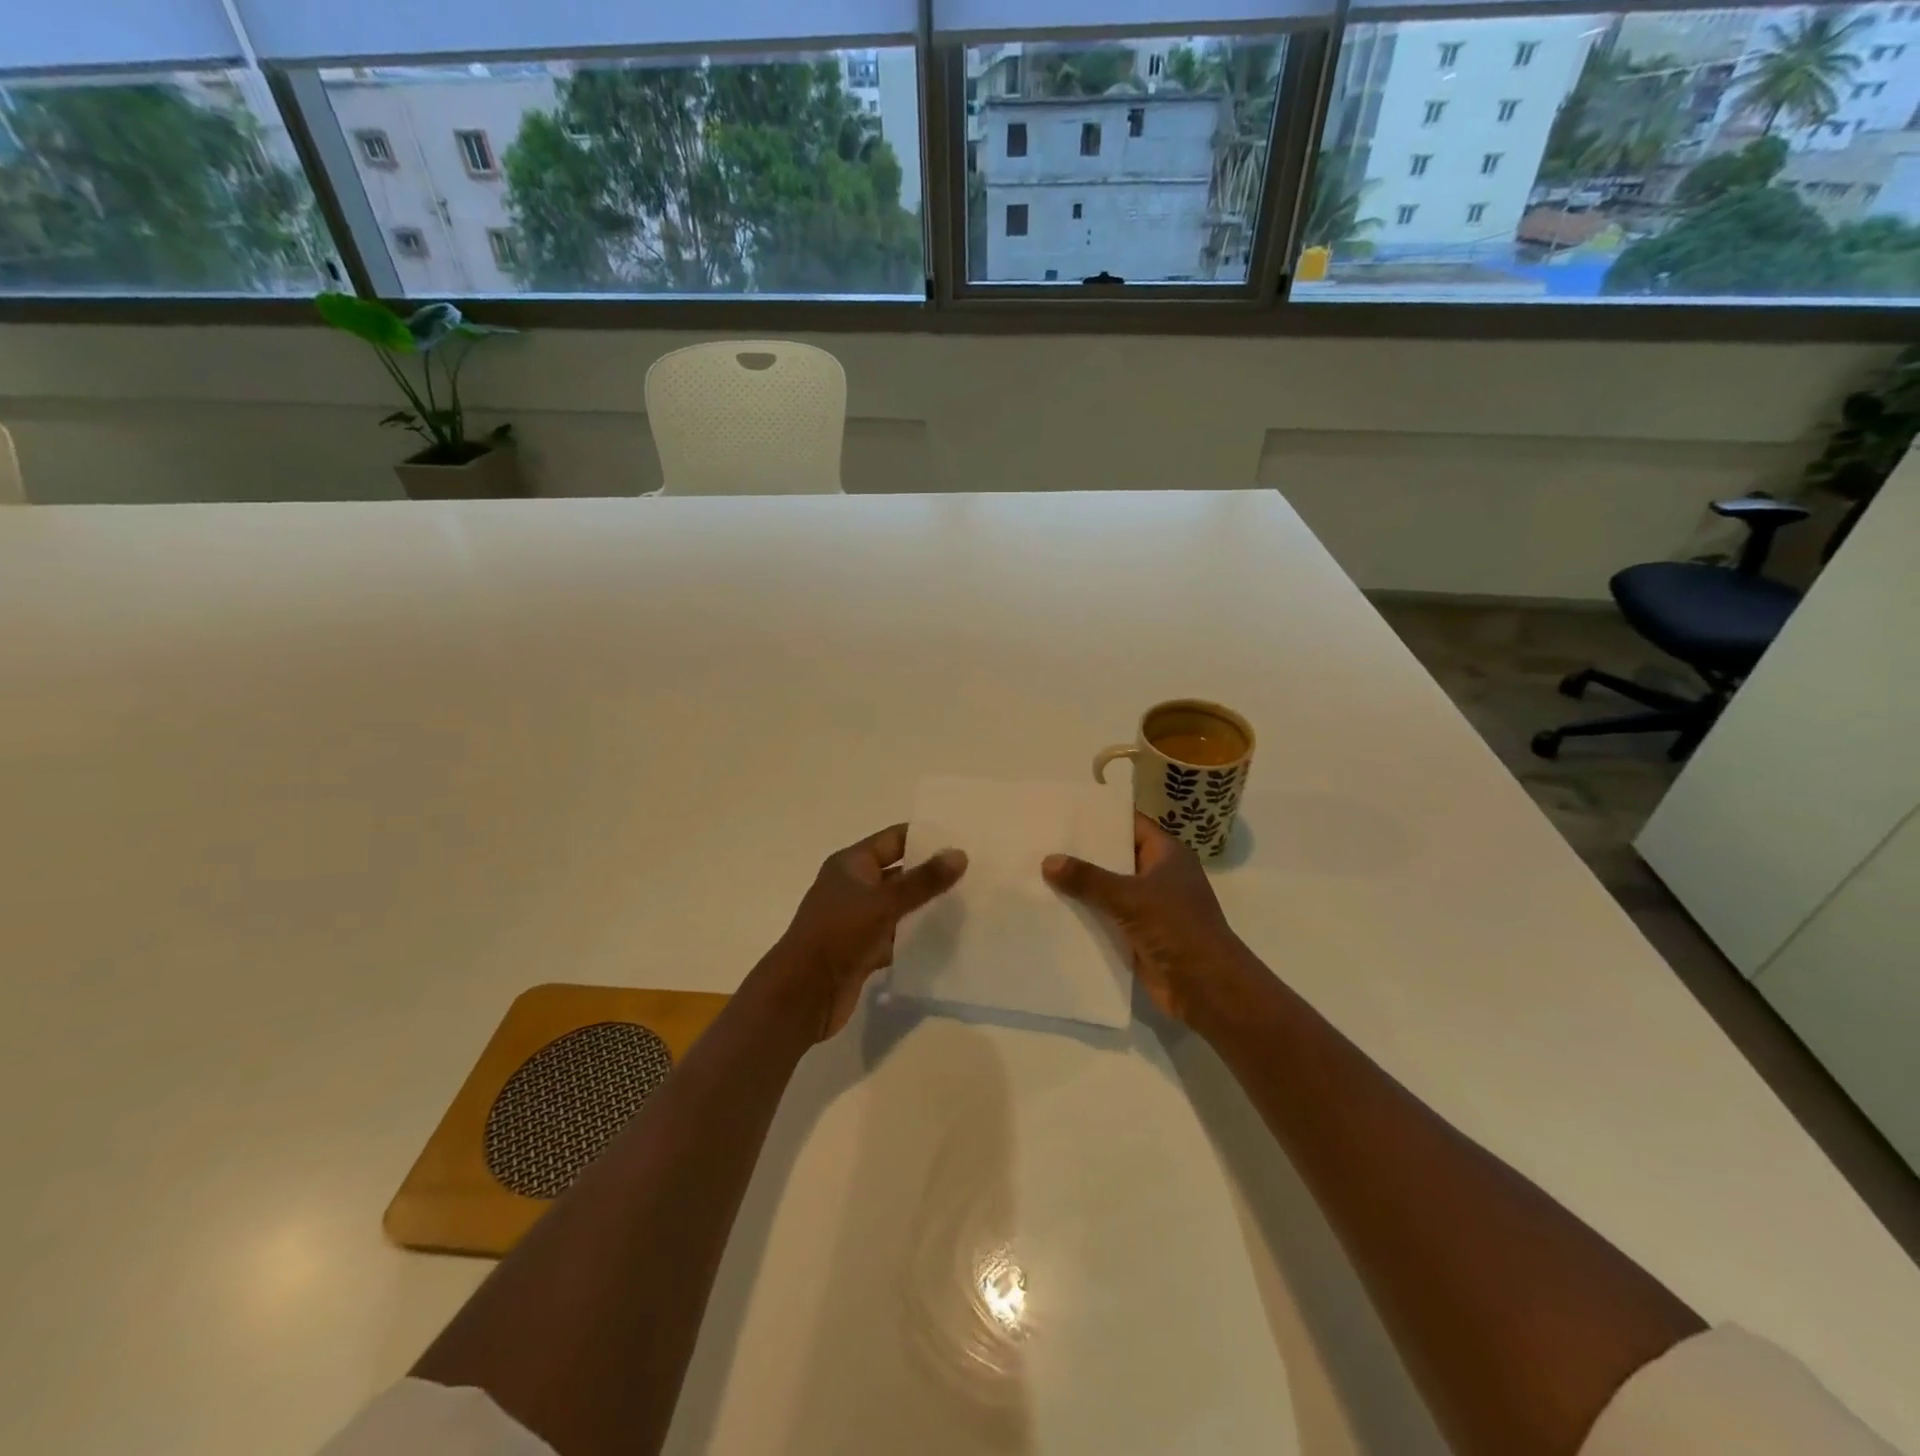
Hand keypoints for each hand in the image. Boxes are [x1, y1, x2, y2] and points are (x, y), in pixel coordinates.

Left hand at [774, 824, 967, 1040]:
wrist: (803, 994)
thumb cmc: (839, 934)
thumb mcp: (884, 902)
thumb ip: (923, 880)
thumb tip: (959, 854)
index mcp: (851, 864)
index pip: (894, 839)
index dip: (926, 838)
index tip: (962, 841)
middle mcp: (853, 887)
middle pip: (899, 873)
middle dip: (931, 875)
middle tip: (974, 875)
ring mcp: (857, 920)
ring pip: (899, 907)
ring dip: (926, 908)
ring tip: (968, 906)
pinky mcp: (863, 950)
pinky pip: (896, 937)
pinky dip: (916, 939)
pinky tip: (947, 941)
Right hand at [1043, 815, 1254, 1027]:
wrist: (1206, 987)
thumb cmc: (1176, 928)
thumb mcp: (1129, 897)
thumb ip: (1088, 878)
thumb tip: (1048, 860)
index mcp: (1166, 855)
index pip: (1129, 824)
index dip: (1100, 817)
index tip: (1065, 812)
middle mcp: (1158, 876)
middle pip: (1115, 857)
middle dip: (1082, 853)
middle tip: (1042, 841)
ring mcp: (1149, 907)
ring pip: (1108, 890)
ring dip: (1080, 887)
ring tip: (1037, 872)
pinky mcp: (1139, 935)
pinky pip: (1106, 918)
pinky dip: (1085, 915)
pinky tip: (1052, 909)